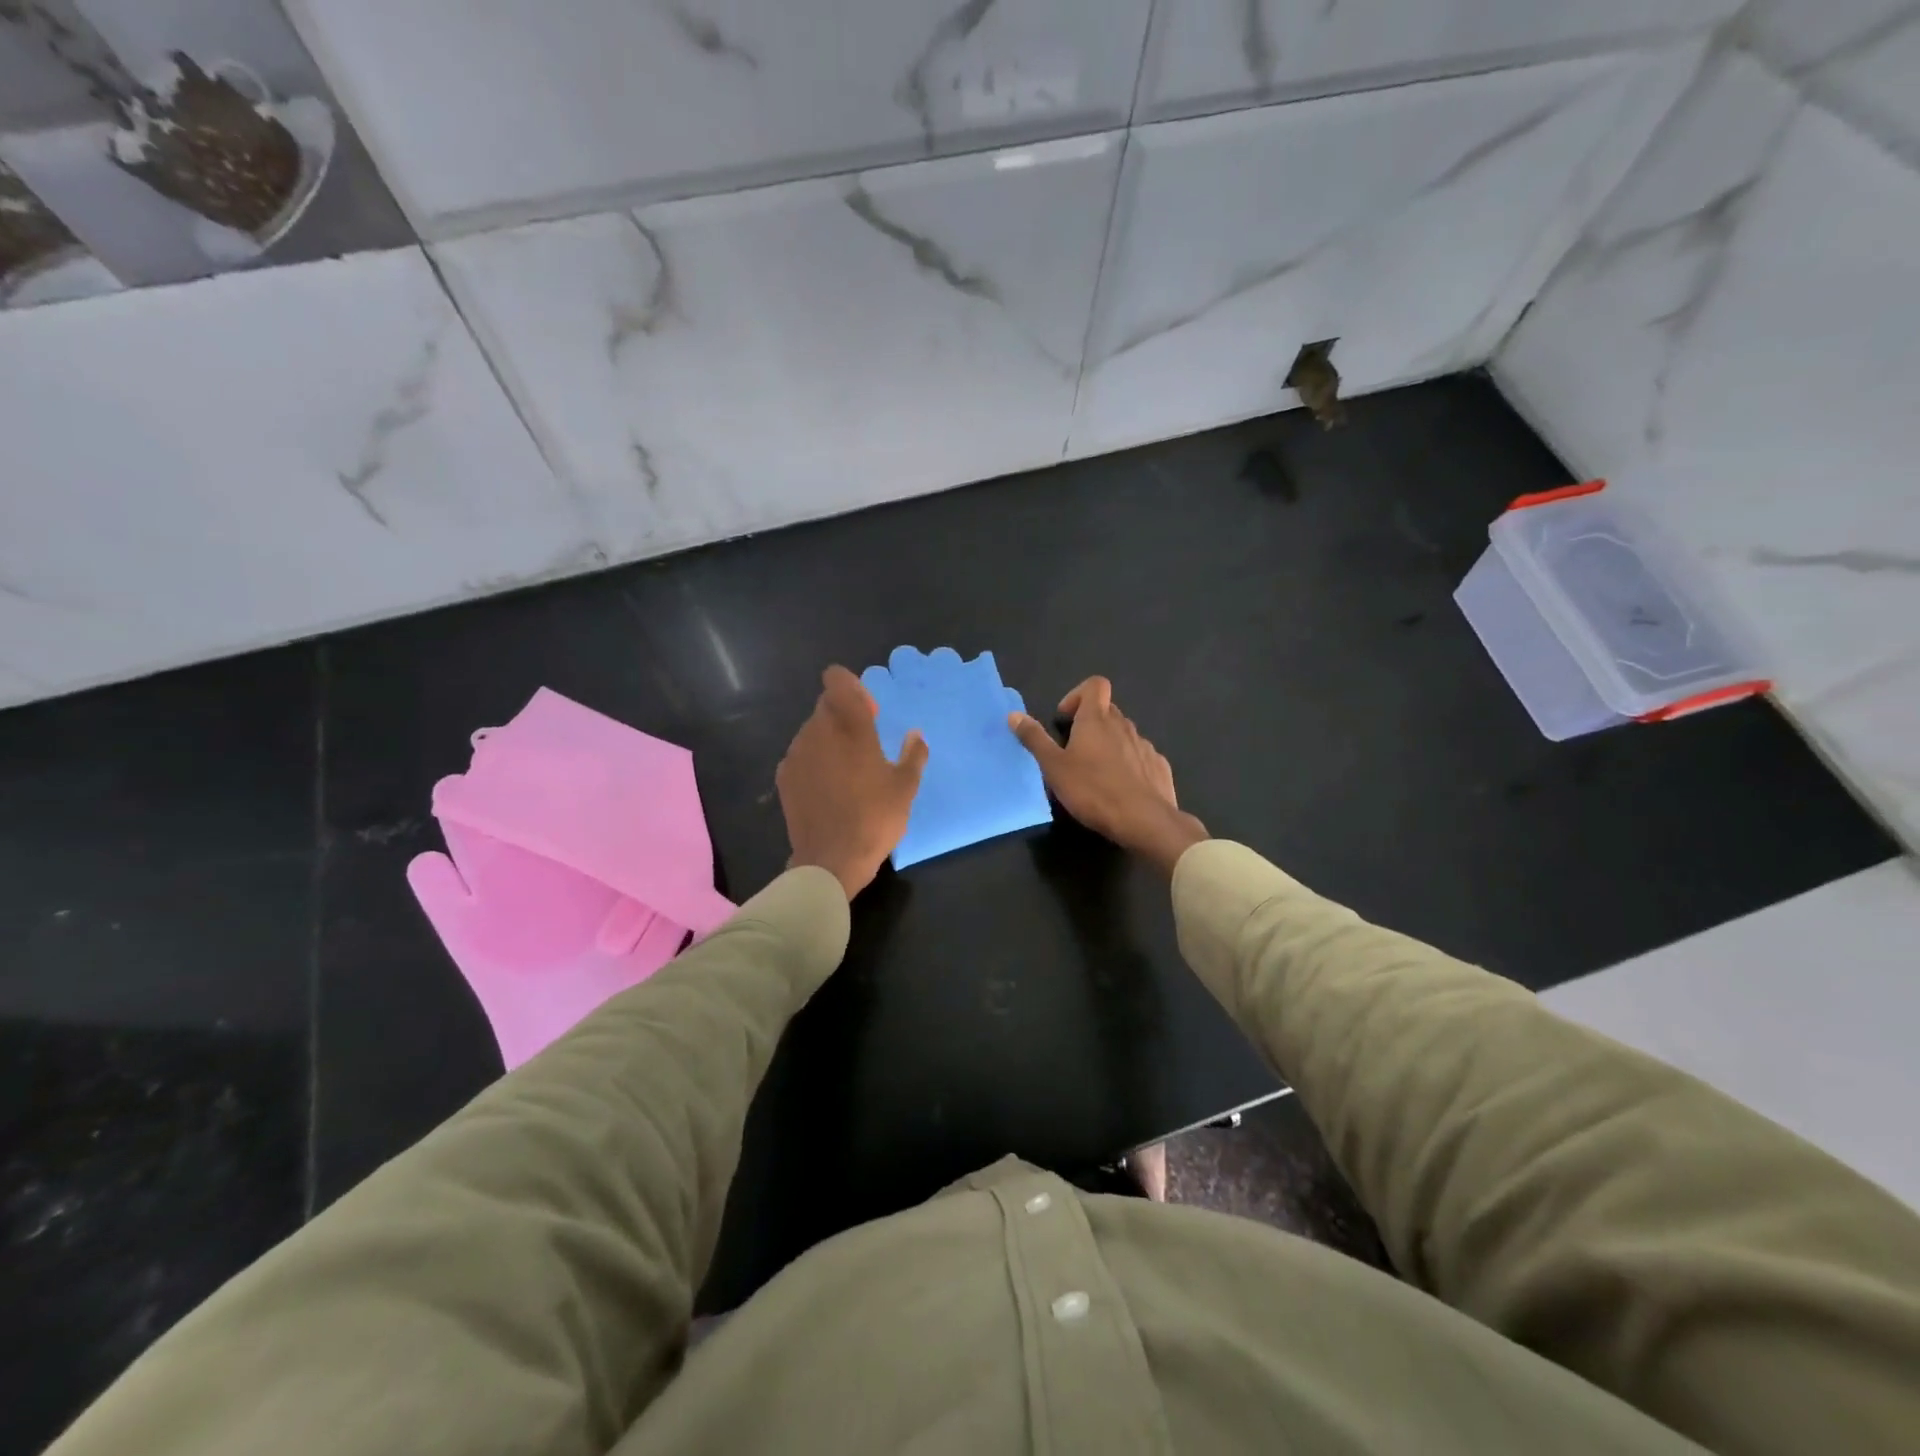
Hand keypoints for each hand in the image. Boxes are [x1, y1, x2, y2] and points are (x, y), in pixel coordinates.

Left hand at [777, 666, 928, 899]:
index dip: (851, 687)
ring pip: (812, 730)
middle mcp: (818, 731)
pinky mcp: (784, 776)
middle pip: (826, 705)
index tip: (868, 710)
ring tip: (847, 770)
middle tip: (866, 744)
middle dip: (845, 715)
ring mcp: (796, 753)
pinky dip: (815, 760)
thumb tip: (915, 735)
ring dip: (829, 739)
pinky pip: (801, 754)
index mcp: (850, 727)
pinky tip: (829, 787)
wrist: (830, 860)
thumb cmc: (875, 819)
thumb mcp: (905, 788)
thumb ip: (913, 754)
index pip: (837, 681)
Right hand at [1009, 677, 1207, 875]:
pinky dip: (1128, 764)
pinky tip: (1120, 788)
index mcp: (1096, 720)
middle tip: (1073, 751)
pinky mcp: (1159, 766)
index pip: (1095, 685)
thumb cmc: (1093, 790)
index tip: (1065, 720)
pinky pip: (1140, 756)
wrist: (1144, 821)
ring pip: (1123, 734)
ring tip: (1095, 774)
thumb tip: (1014, 714)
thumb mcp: (1054, 768)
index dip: (1078, 695)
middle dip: (1089, 723)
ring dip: (1108, 744)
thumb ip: (1034, 739)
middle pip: (1107, 710)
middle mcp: (1123, 725)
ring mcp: (1145, 745)